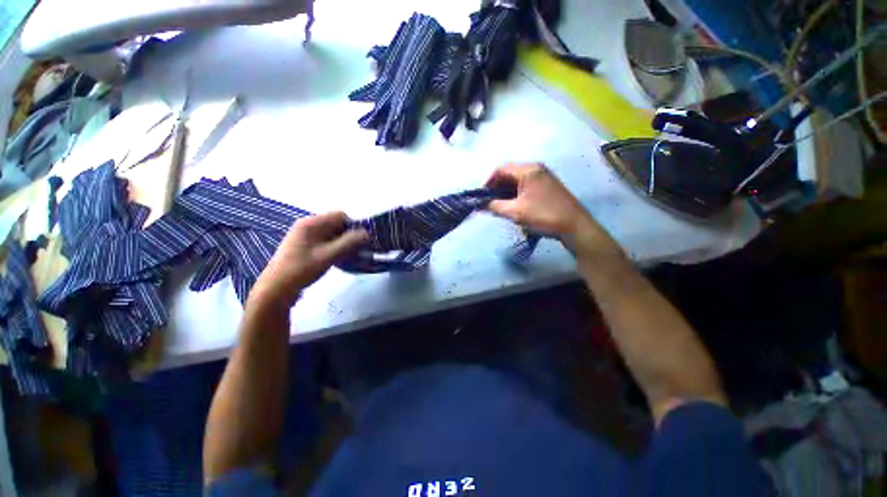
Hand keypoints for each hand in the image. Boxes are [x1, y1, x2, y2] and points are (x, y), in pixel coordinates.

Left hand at [251, 212, 367, 307]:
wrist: (276, 288)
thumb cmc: (302, 269)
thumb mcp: (329, 255)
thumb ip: (349, 242)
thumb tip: (367, 233)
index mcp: (311, 223)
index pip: (340, 215)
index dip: (352, 226)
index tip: (358, 242)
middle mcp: (308, 225)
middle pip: (336, 224)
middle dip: (348, 236)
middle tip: (353, 251)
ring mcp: (305, 235)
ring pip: (332, 233)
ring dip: (342, 243)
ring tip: (345, 257)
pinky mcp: (304, 245)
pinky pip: (325, 240)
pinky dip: (334, 247)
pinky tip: (335, 259)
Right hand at [486, 163, 593, 236]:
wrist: (574, 227)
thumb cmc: (543, 216)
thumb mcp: (515, 212)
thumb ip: (495, 206)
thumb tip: (480, 204)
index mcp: (528, 170)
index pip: (501, 169)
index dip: (488, 182)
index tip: (481, 196)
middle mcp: (536, 168)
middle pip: (509, 174)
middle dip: (496, 188)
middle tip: (489, 202)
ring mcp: (544, 177)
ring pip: (517, 180)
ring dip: (505, 192)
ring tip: (499, 206)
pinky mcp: (548, 186)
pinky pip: (526, 186)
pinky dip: (516, 194)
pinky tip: (513, 206)